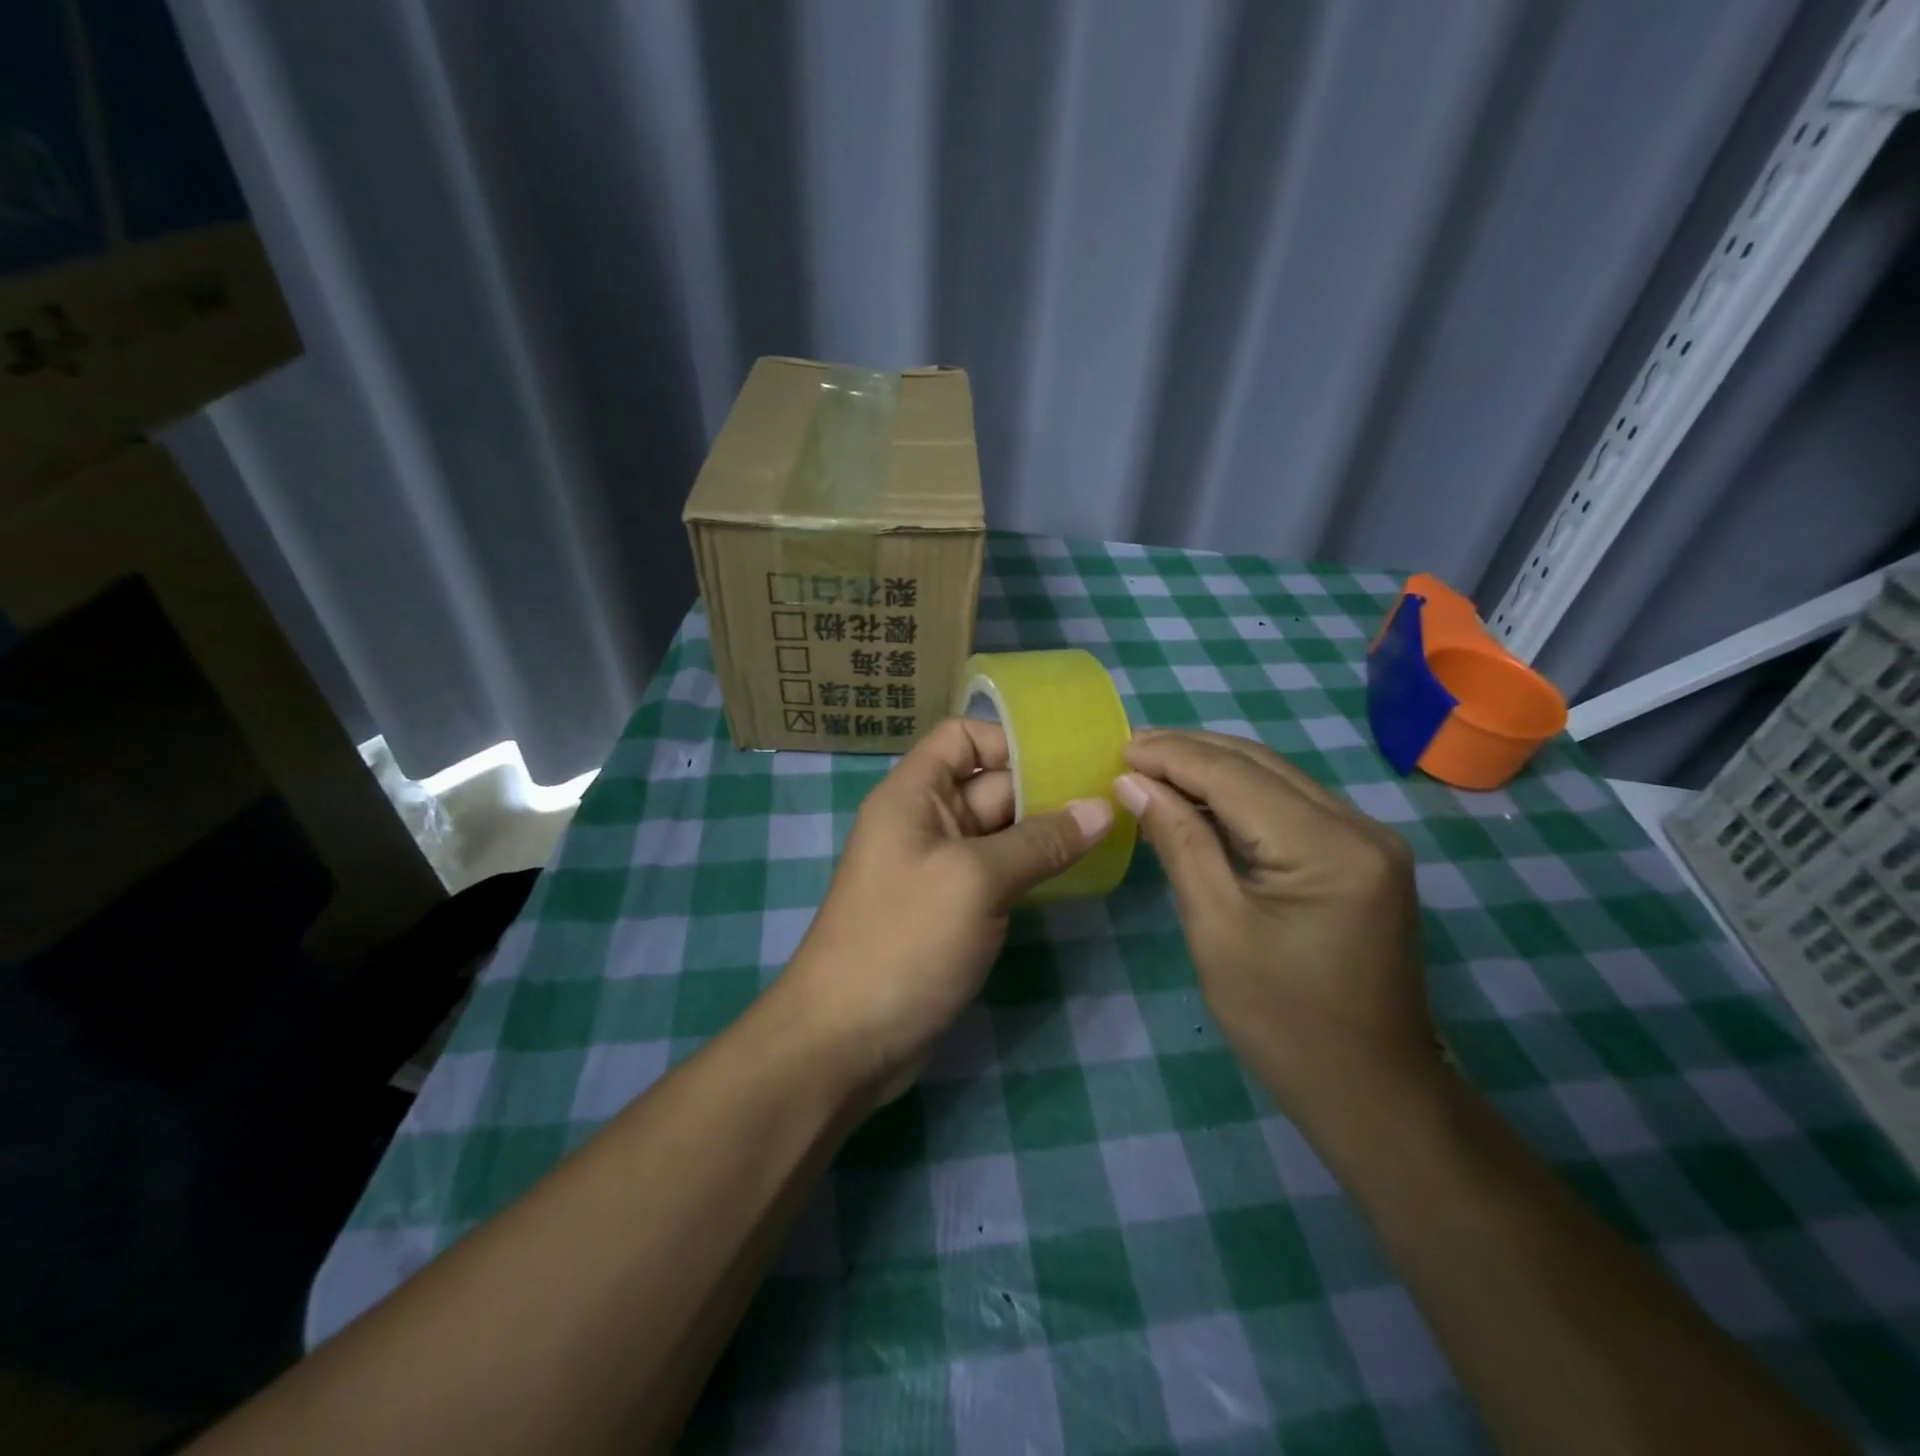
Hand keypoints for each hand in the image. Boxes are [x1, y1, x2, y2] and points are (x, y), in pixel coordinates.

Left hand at [780, 718, 1112, 1103]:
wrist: (845, 1041)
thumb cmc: (904, 941)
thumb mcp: (974, 881)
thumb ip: (1040, 842)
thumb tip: (1102, 808)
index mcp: (914, 795)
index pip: (961, 738)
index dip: (1010, 741)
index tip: (1066, 764)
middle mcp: (926, 822)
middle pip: (990, 784)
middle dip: (1045, 788)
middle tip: (1112, 798)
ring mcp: (940, 869)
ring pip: (1000, 832)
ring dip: (1046, 832)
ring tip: (1109, 832)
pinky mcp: (953, 911)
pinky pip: (999, 873)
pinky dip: (1034, 870)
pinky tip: (1078, 874)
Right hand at [1114, 729, 1439, 1126]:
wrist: (1372, 1092)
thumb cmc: (1283, 1022)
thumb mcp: (1216, 929)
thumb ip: (1179, 843)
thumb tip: (1133, 783)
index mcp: (1328, 847)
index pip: (1236, 777)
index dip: (1172, 756)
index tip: (1118, 747)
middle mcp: (1359, 827)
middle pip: (1261, 765)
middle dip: (1191, 750)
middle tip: (1130, 747)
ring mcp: (1368, 840)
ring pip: (1278, 778)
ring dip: (1214, 767)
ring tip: (1153, 763)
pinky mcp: (1363, 856)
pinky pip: (1292, 805)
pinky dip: (1241, 795)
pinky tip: (1200, 796)